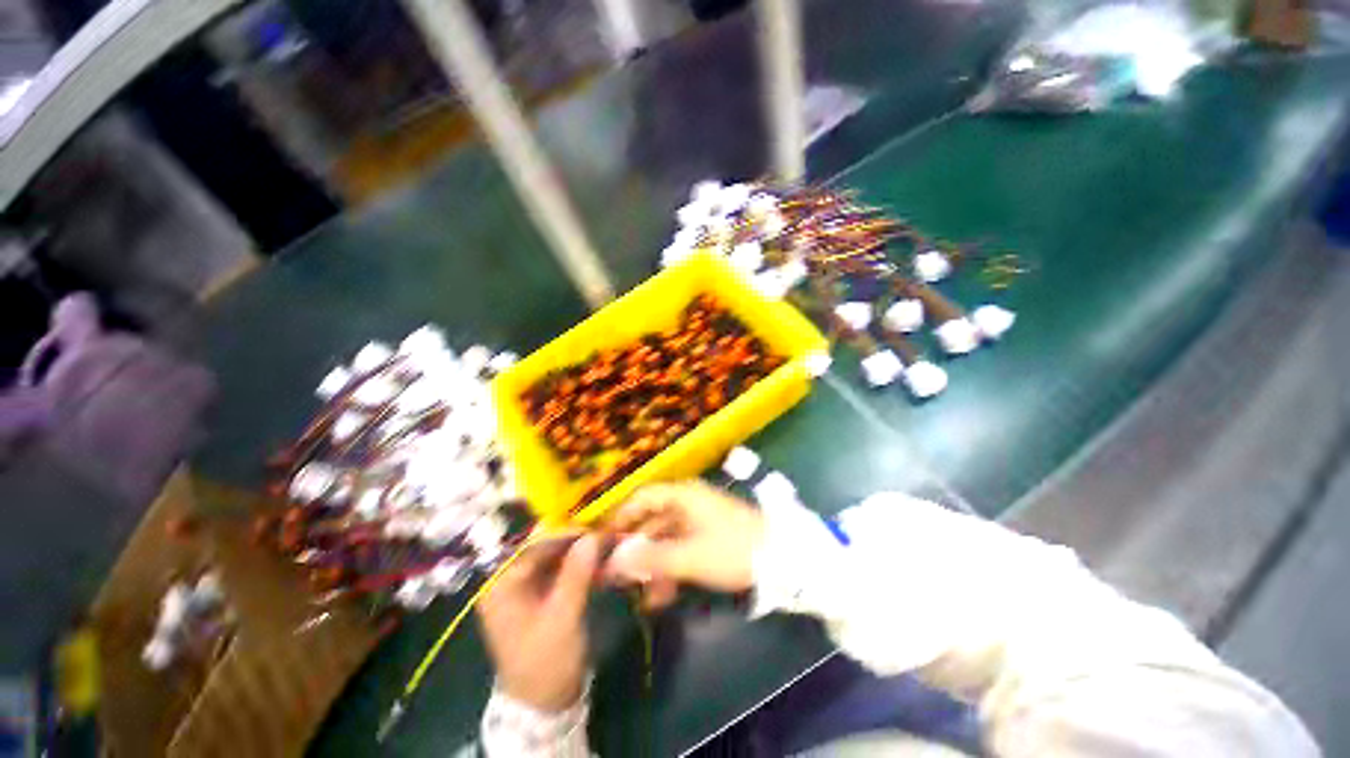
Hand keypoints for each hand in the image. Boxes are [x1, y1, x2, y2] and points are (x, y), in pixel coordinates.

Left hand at [477, 535, 600, 711]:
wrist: (543, 702)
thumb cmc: (546, 662)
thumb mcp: (562, 618)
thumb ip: (576, 575)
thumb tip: (592, 536)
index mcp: (501, 585)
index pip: (532, 546)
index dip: (564, 534)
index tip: (593, 529)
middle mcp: (508, 579)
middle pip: (542, 547)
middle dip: (573, 539)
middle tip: (602, 534)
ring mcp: (523, 586)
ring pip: (553, 555)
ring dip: (578, 549)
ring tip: (603, 544)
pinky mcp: (538, 593)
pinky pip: (558, 568)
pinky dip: (577, 563)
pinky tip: (597, 560)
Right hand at [603, 481, 765, 609]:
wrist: (782, 558)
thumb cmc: (733, 550)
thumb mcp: (690, 556)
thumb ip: (652, 557)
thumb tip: (615, 558)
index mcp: (683, 496)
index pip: (643, 497)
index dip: (621, 515)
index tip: (602, 539)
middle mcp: (688, 502)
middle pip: (652, 519)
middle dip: (634, 547)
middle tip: (615, 574)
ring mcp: (699, 520)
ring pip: (666, 538)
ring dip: (652, 564)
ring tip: (638, 593)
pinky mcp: (709, 537)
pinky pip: (682, 548)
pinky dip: (671, 568)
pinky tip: (662, 595)